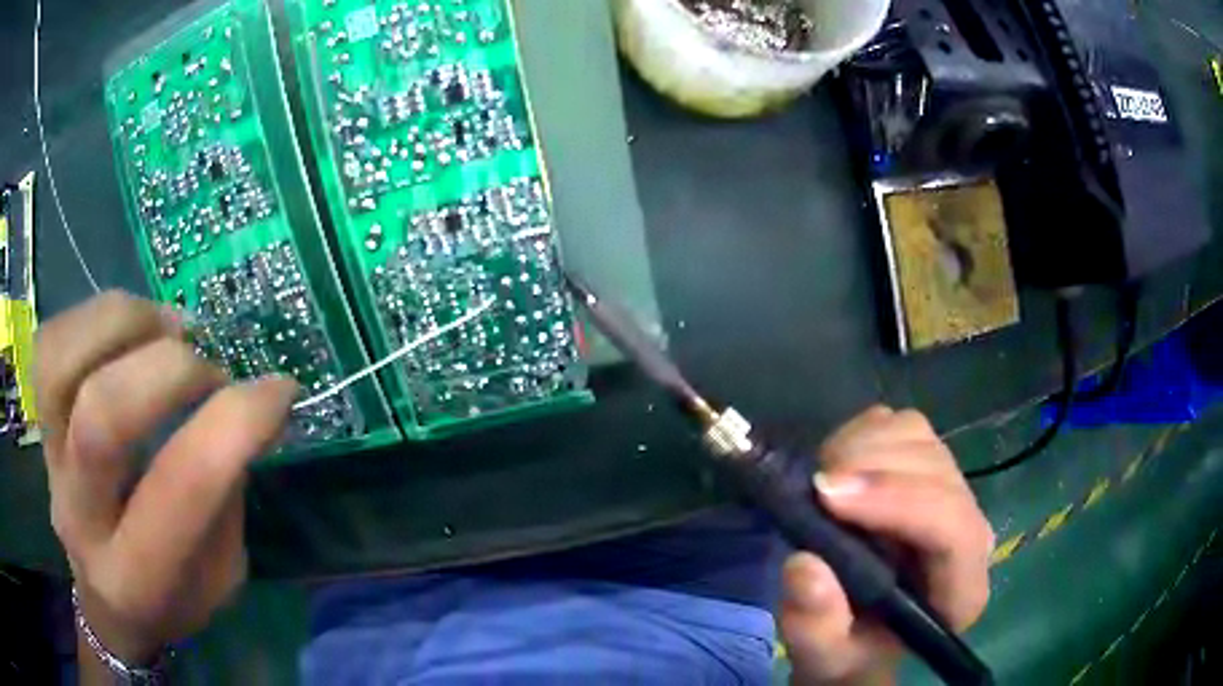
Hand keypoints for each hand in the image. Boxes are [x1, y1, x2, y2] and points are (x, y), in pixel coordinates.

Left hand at [36, 292, 298, 664]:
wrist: (105, 605)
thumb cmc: (171, 601)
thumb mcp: (220, 578)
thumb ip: (224, 498)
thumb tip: (241, 406)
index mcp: (138, 578)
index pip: (180, 486)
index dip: (235, 422)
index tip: (280, 389)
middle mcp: (80, 516)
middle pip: (103, 415)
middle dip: (171, 369)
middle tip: (209, 365)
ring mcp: (49, 461)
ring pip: (60, 362)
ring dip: (124, 323)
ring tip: (167, 328)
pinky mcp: (40, 423)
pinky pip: (50, 344)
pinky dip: (94, 318)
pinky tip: (130, 327)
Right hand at [780, 406, 992, 684]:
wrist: (859, 630)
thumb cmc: (849, 650)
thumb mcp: (825, 657)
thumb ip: (816, 627)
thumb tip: (805, 565)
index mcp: (960, 589)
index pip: (954, 529)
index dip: (897, 502)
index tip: (828, 496)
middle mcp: (968, 530)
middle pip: (935, 470)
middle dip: (871, 470)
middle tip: (812, 489)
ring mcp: (949, 489)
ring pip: (917, 436)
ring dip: (861, 448)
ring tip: (820, 484)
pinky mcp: (925, 463)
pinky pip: (898, 424)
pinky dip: (860, 434)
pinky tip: (836, 468)